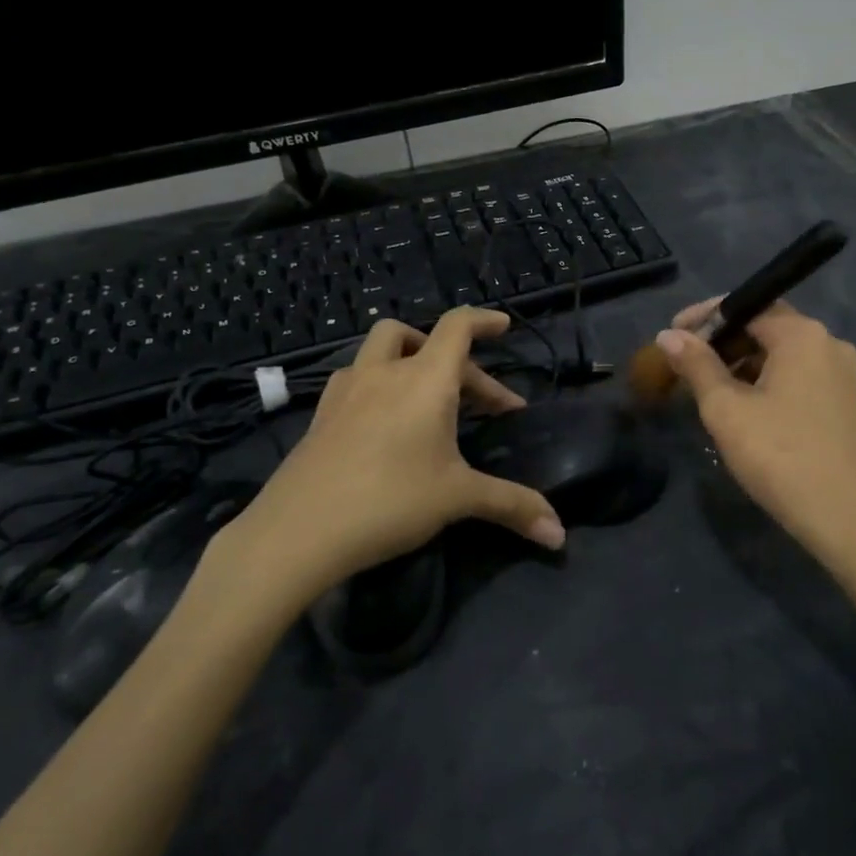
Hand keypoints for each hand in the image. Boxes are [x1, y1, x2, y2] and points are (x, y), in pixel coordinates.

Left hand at [198, 309, 565, 617]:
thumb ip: (512, 506)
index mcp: (424, 380)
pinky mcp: (321, 416)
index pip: (457, 327)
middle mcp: (384, 373)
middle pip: (420, 337)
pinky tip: (386, 425)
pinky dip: (381, 387)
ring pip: (381, 352)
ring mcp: (345, 392)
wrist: (296, 532)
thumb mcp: (458, 499)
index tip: (504, 327)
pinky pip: (358, 381)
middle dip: (459, 362)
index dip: (484, 320)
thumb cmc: (388, 501)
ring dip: (411, 362)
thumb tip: (560, 535)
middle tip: (485, 404)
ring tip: (431, 400)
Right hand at [658, 299, 855, 560]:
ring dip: (744, 363)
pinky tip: (747, 407)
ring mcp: (844, 374)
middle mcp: (830, 344)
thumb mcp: (725, 408)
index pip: (747, 305)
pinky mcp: (848, 402)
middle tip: (686, 364)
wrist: (841, 516)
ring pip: (784, 355)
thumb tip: (668, 336)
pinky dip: (769, 381)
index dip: (705, 317)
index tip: (673, 334)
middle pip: (767, 328)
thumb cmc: (777, 454)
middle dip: (724, 342)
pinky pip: (801, 376)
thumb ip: (696, 364)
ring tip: (711, 389)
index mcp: (803, 335)